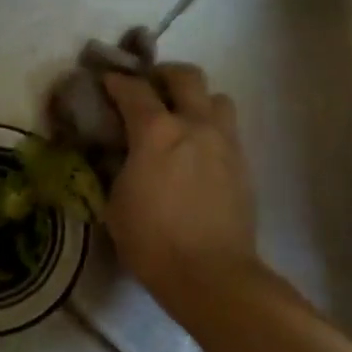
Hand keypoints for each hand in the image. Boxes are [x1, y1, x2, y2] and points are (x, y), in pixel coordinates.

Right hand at [102, 64, 259, 313]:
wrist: (212, 275)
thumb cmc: (152, 241)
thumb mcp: (116, 203)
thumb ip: (117, 167)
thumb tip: (119, 153)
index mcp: (156, 131)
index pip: (133, 89)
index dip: (116, 81)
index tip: (107, 82)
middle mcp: (195, 124)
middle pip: (186, 76)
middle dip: (164, 75)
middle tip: (150, 88)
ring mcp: (225, 142)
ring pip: (217, 97)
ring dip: (197, 99)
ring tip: (183, 118)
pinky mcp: (243, 163)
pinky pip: (228, 130)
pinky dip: (211, 129)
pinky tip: (199, 152)